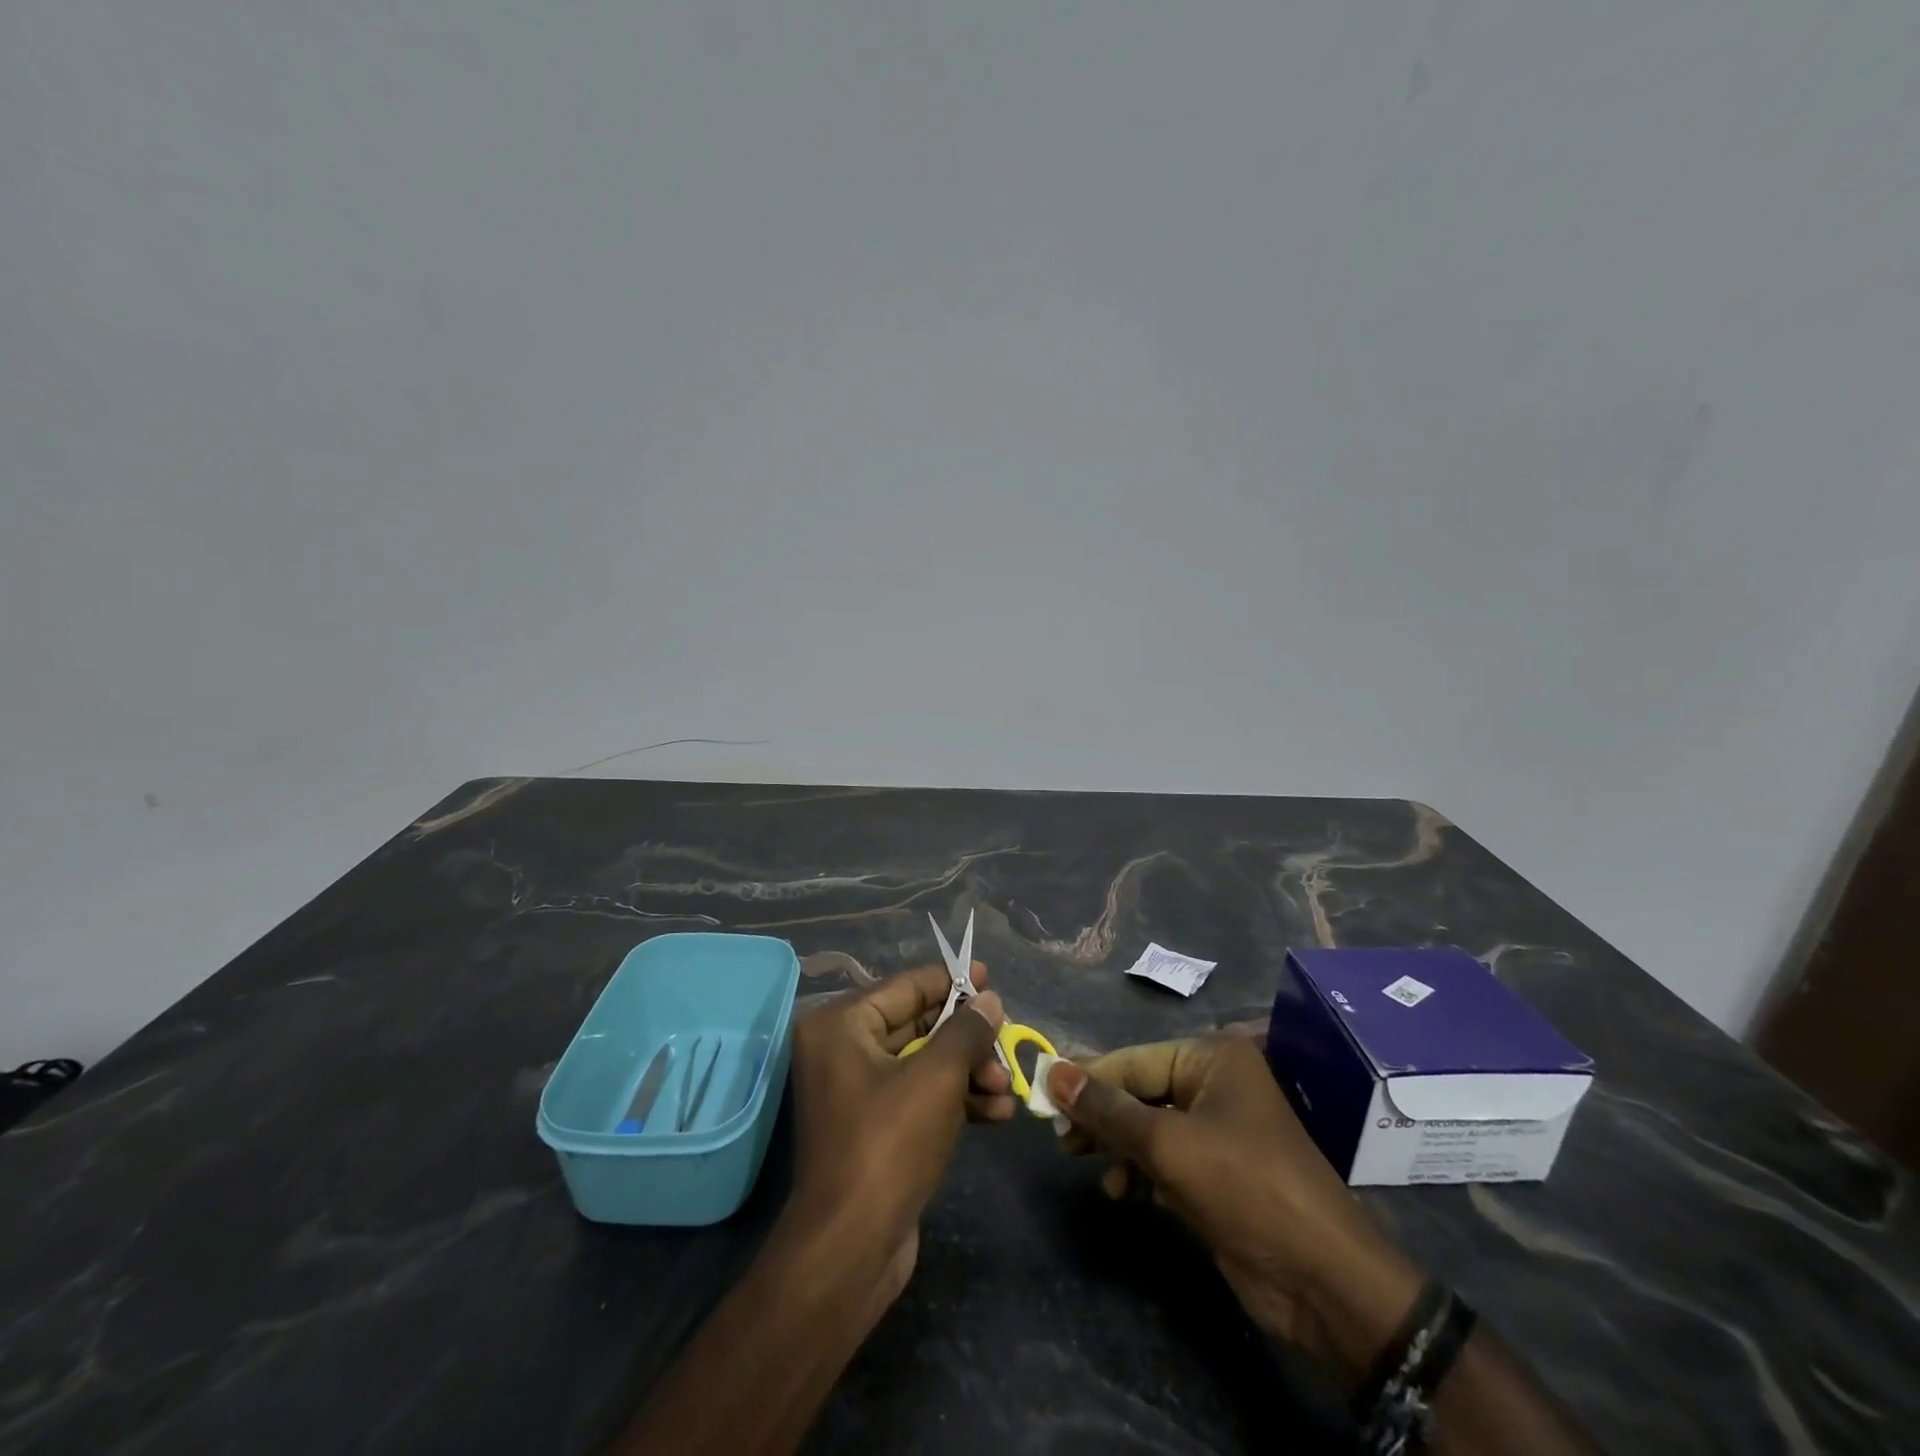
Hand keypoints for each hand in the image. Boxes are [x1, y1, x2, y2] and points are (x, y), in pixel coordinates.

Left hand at [784, 964, 1012, 1326]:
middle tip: (1007, 1040)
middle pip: (917, 1024)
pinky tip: (997, 1114)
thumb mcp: (937, 1078)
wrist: (851, 1249)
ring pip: (924, 1063)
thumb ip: (966, 1030)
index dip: (952, 982)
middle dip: (967, 1037)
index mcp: (841, 1024)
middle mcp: (843, 1049)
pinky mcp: (875, 1127)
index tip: (990, 979)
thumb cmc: (889, 1144)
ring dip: (969, 1072)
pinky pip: (920, 1096)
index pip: (906, 987)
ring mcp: (857, 1091)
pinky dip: (956, 1099)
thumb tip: (989, 1000)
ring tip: (1007, 1087)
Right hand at [1047, 1038, 1423, 1379]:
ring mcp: (1217, 1131)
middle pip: (1139, 1091)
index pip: (1133, 1061)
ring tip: (1081, 1160)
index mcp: (1211, 1059)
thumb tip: (1053, 1072)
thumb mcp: (1168, 1145)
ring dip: (1116, 1146)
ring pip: (1147, 1127)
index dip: (1087, 1077)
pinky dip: (1139, 1171)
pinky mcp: (1216, 1173)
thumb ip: (1107, 1110)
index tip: (1042, 1091)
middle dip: (1100, 1114)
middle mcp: (1214, 1085)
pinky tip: (1121, 1192)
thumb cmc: (1245, 1188)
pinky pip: (1164, 1158)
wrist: (1322, 1282)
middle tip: (1057, 1133)